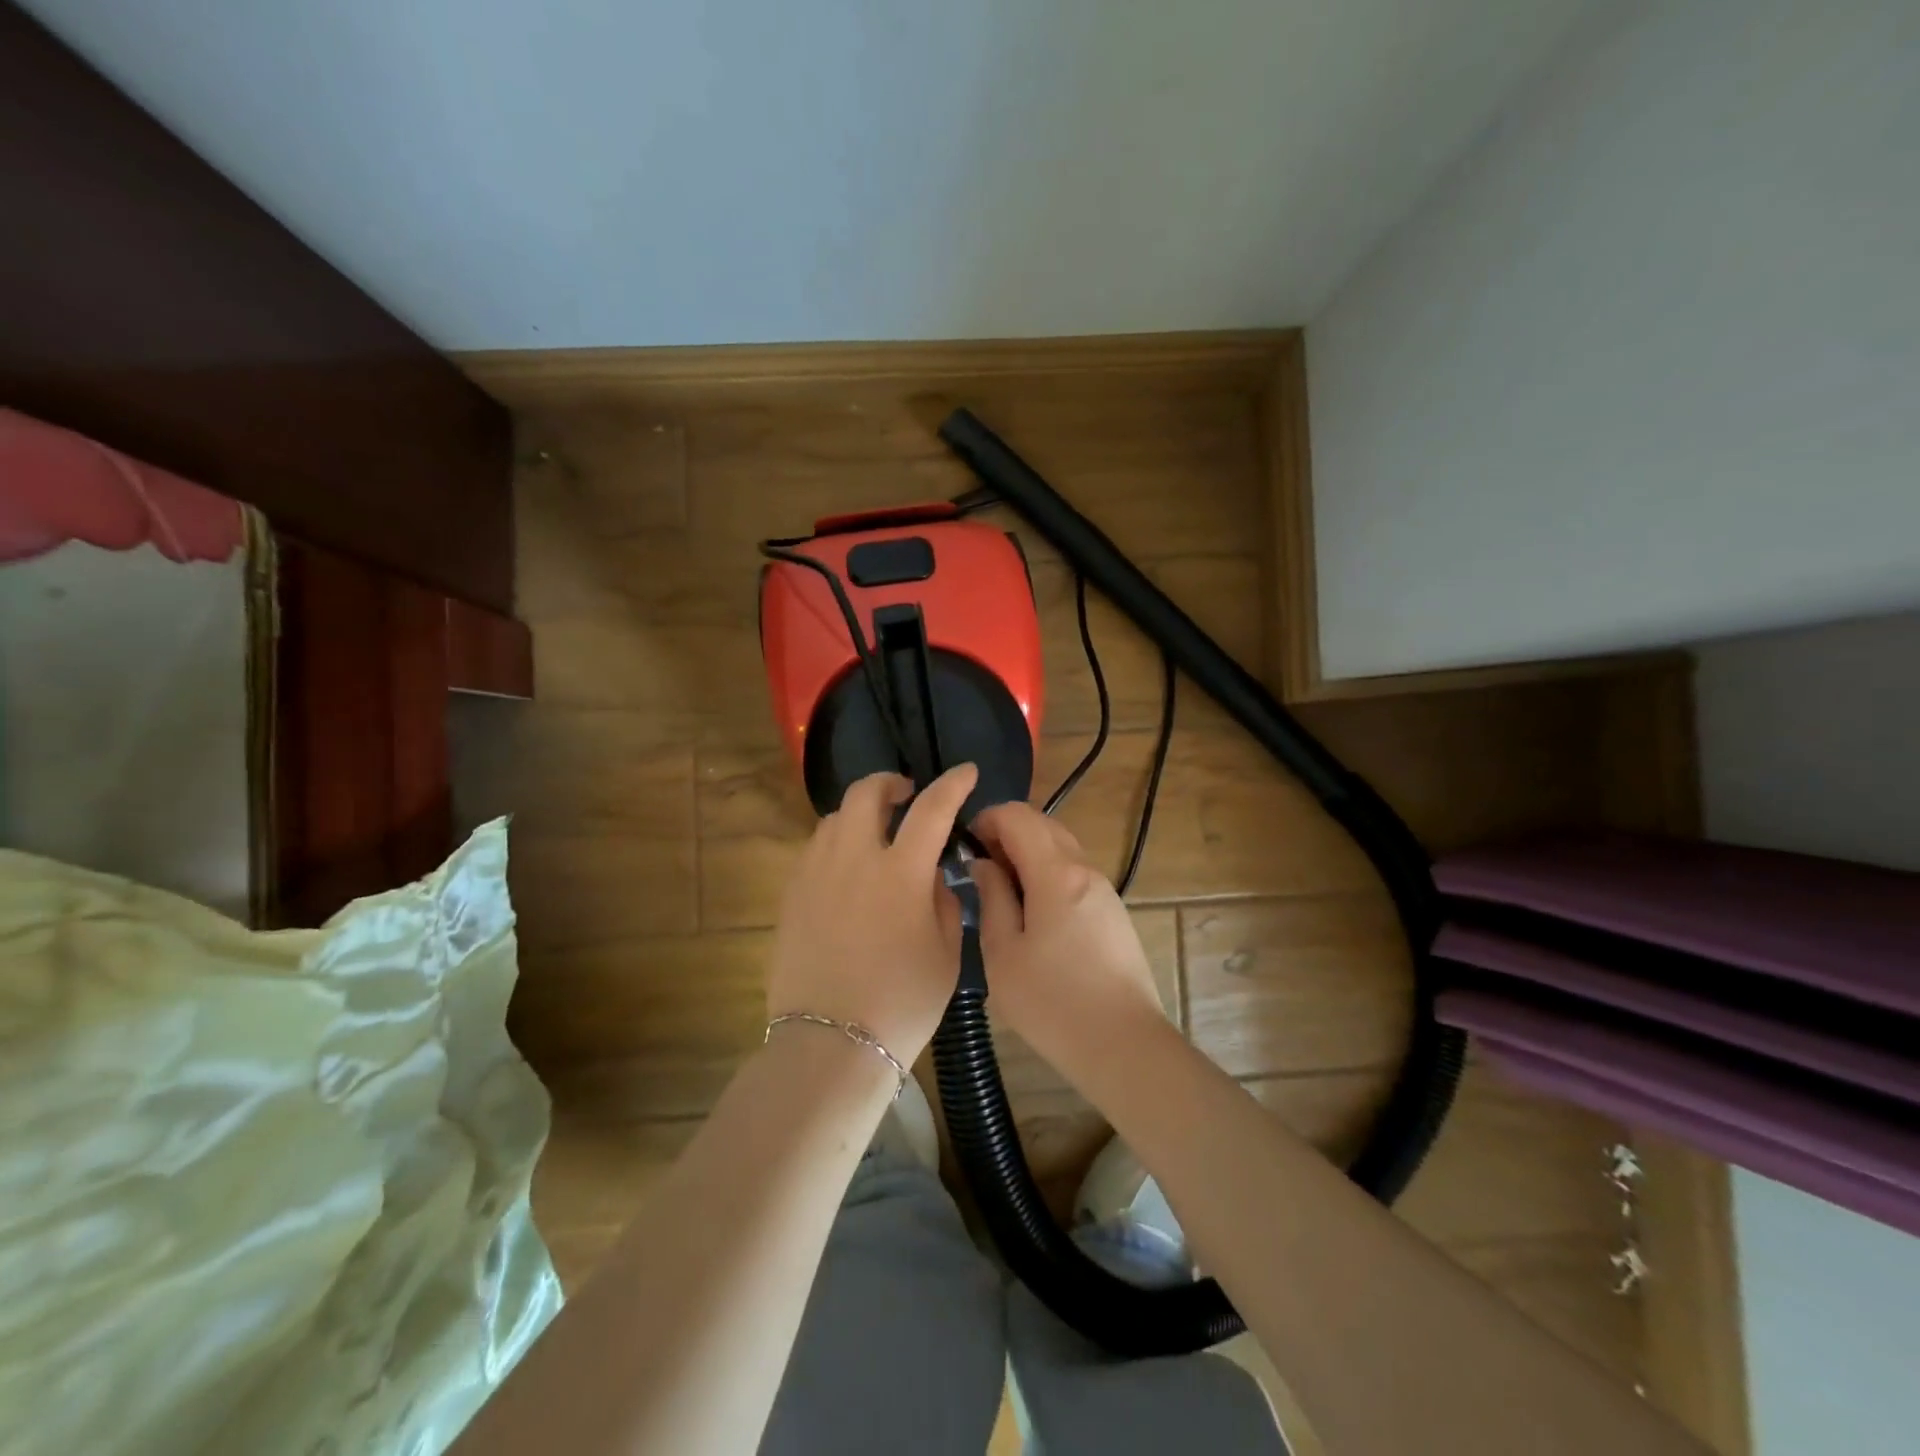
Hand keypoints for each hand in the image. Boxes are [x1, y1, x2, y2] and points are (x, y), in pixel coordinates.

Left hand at [766, 764, 977, 1067]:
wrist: (831, 1043)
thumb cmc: (902, 1002)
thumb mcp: (947, 953)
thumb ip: (945, 902)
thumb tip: (933, 878)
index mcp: (901, 872)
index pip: (932, 808)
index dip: (953, 784)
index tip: (966, 772)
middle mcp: (854, 858)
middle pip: (866, 793)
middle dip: (891, 783)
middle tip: (907, 795)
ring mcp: (816, 873)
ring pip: (834, 818)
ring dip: (860, 814)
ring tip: (875, 835)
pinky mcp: (791, 894)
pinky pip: (814, 849)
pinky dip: (836, 843)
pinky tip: (847, 870)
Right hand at [970, 801, 1166, 1078]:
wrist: (1123, 1046)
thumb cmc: (1052, 1003)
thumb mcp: (1003, 953)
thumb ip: (992, 897)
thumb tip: (984, 864)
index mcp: (1056, 873)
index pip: (1019, 816)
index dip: (987, 819)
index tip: (966, 845)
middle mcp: (1085, 870)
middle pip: (1043, 824)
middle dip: (1007, 832)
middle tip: (980, 867)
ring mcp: (1104, 890)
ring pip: (1061, 848)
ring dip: (1028, 853)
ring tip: (1002, 891)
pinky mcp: (1113, 912)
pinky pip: (1074, 873)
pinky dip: (1047, 873)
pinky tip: (1032, 912)